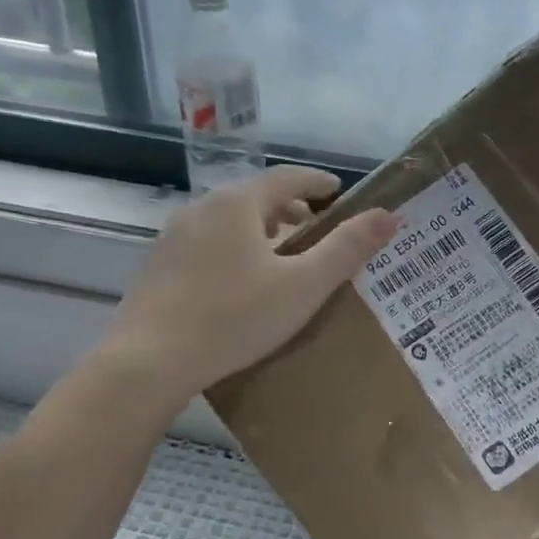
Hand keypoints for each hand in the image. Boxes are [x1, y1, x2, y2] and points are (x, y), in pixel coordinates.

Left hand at [104, 167, 397, 402]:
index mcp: (237, 203)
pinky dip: (235, 248)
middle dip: (290, 208)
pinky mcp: (158, 264)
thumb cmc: (235, 317)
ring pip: (229, 220)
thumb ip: (347, 249)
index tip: (339, 192)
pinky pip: (208, 242)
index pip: (287, 178)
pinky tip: (241, 282)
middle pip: (256, 197)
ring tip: (282, 256)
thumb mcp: (303, 286)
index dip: (318, 182)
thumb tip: (389, 215)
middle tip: (317, 229)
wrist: (149, 360)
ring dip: (261, 229)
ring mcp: (174, 235)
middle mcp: (202, 207)